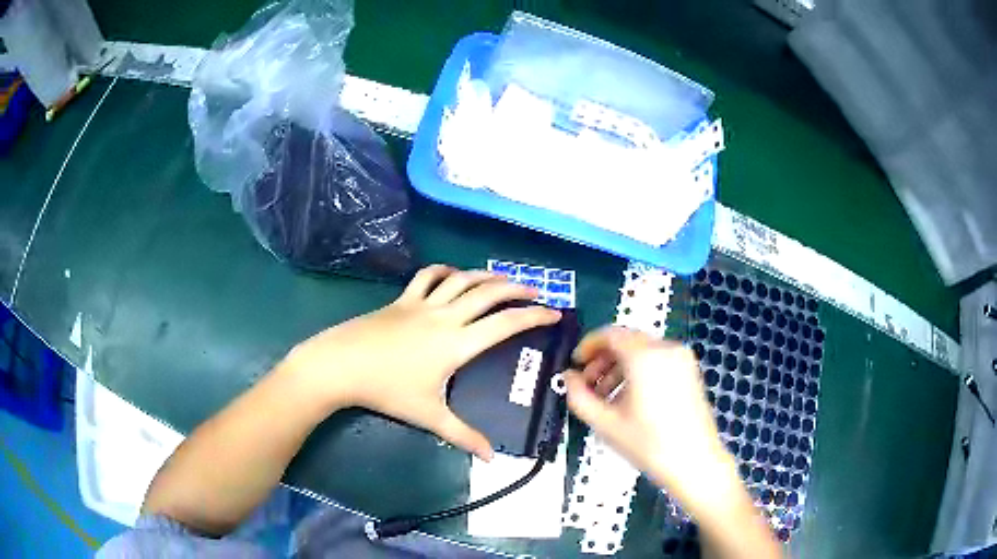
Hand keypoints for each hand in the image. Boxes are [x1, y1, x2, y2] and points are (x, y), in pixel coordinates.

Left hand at [283, 265, 560, 460]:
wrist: (341, 365)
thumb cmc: (387, 390)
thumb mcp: (428, 415)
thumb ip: (462, 435)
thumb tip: (491, 459)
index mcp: (456, 344)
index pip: (504, 324)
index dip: (533, 316)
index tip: (554, 312)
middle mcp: (445, 316)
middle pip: (488, 293)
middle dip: (517, 288)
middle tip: (537, 290)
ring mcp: (421, 303)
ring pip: (462, 280)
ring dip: (486, 276)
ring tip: (503, 279)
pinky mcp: (401, 299)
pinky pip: (427, 276)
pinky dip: (445, 270)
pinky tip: (453, 273)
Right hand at [564, 327, 730, 495]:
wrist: (694, 462)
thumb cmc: (649, 444)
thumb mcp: (605, 423)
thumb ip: (578, 396)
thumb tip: (568, 378)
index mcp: (645, 356)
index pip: (610, 334)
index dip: (587, 346)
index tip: (576, 364)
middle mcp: (666, 349)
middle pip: (626, 340)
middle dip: (603, 359)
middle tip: (588, 384)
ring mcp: (682, 358)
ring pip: (641, 349)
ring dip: (619, 365)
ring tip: (607, 396)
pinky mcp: (690, 370)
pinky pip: (657, 359)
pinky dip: (638, 370)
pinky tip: (630, 398)